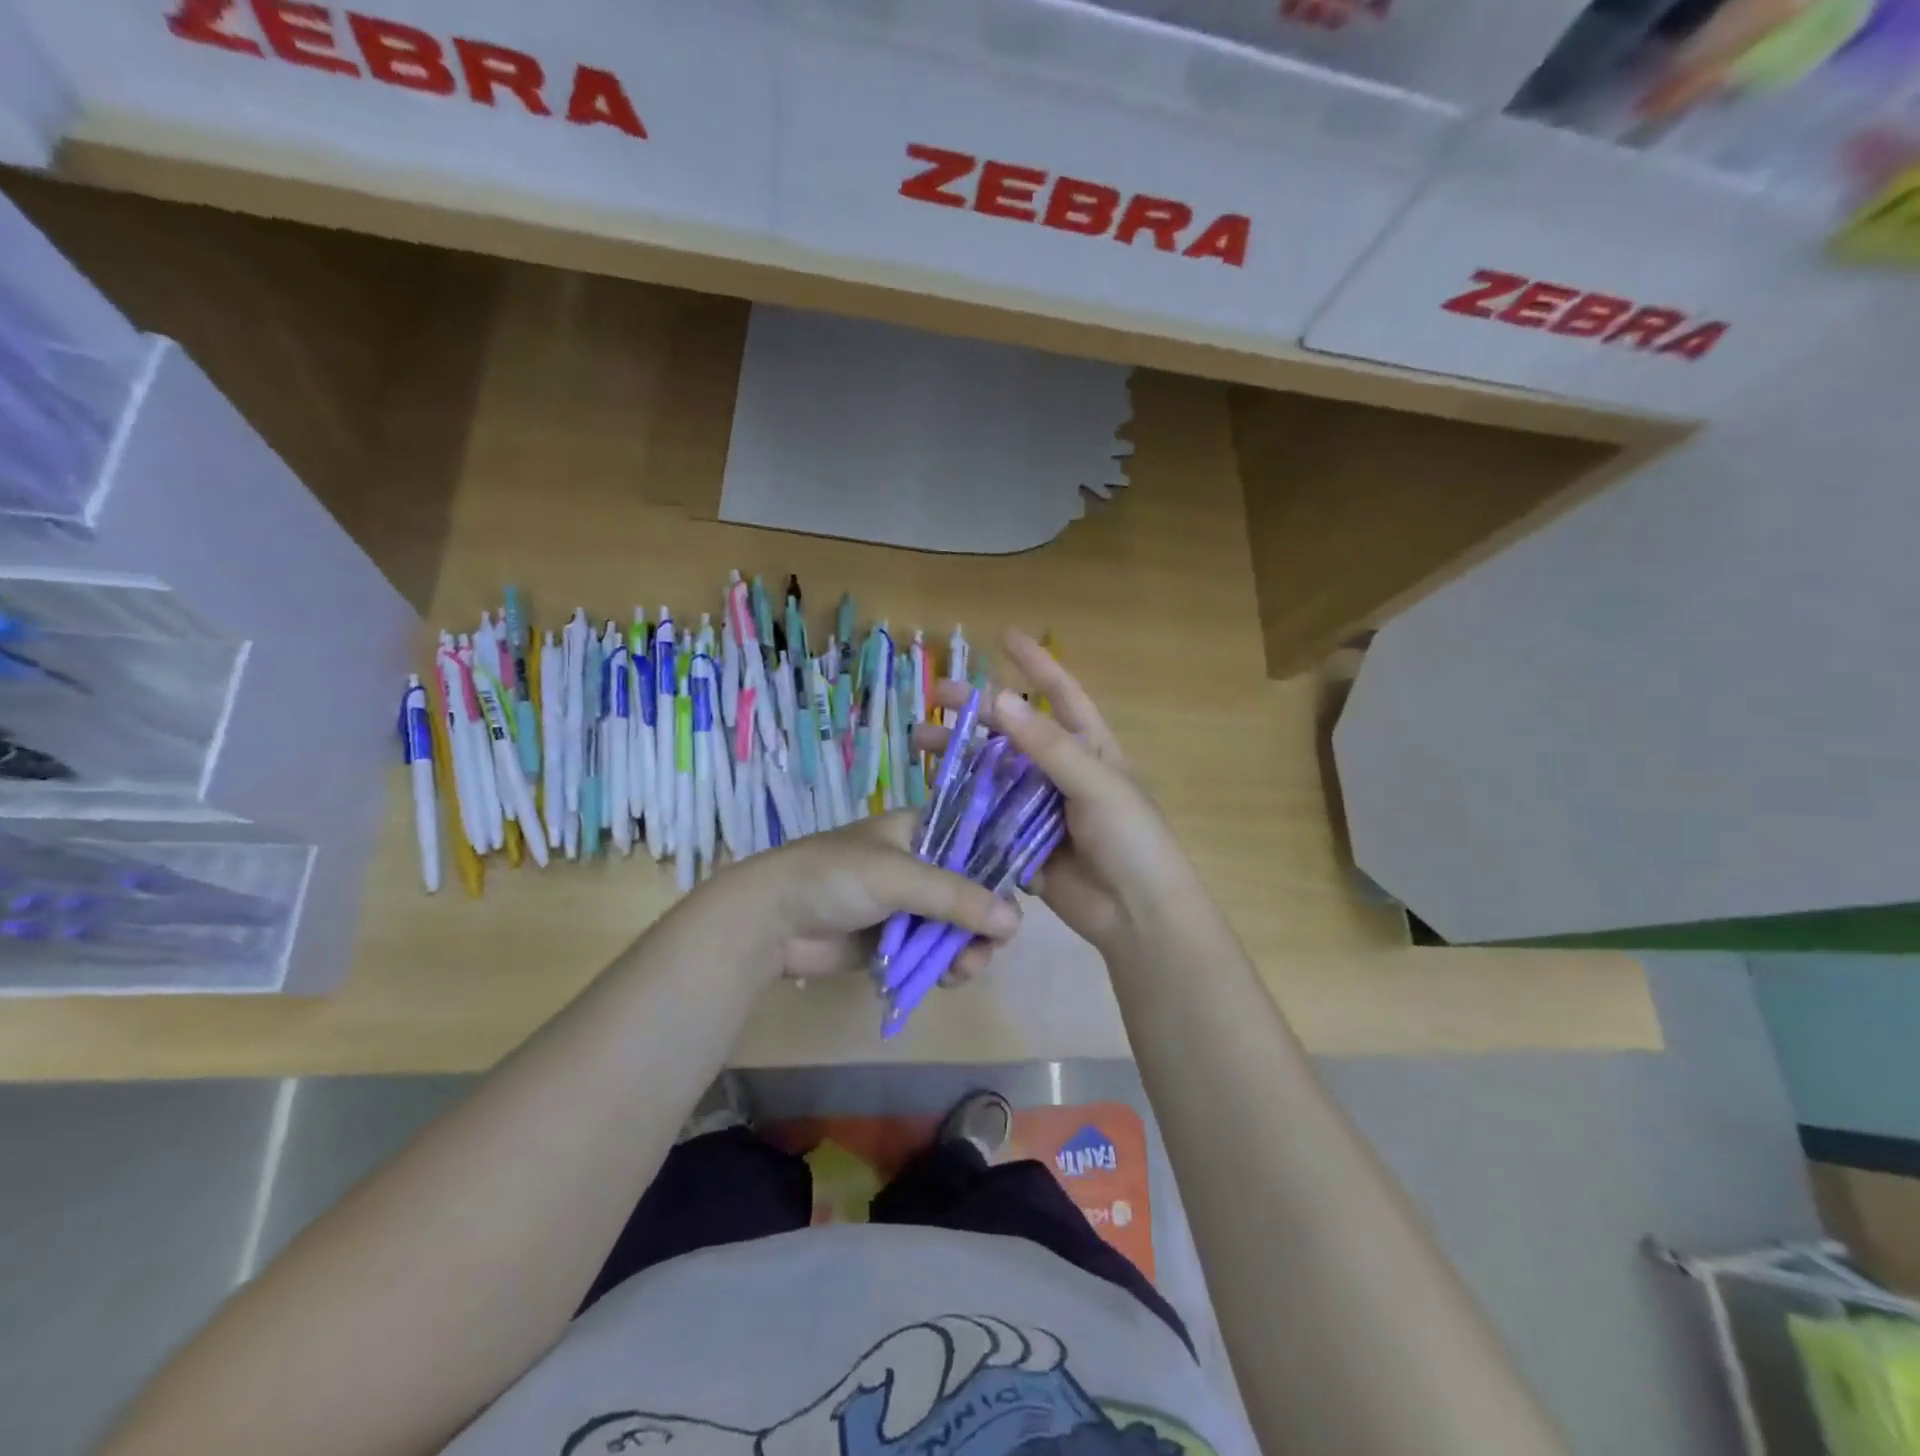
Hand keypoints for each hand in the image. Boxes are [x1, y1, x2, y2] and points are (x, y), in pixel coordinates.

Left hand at [724, 811, 1021, 982]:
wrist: (770, 920)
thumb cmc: (834, 877)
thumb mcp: (898, 877)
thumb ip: (956, 897)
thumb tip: (1016, 921)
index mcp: (918, 830)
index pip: (974, 841)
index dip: (998, 868)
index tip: (1018, 897)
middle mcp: (918, 863)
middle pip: (970, 890)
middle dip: (984, 920)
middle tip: (992, 947)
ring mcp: (905, 904)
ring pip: (954, 925)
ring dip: (967, 948)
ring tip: (966, 970)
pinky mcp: (893, 940)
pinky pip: (931, 951)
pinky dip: (944, 964)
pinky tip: (948, 978)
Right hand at [913, 629, 1197, 956]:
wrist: (1138, 915)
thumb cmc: (1131, 839)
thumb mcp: (1097, 784)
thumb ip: (1048, 745)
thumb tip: (998, 699)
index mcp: (1089, 748)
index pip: (1061, 694)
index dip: (1034, 663)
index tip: (1004, 635)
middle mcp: (1062, 772)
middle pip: (1012, 733)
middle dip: (974, 713)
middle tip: (932, 699)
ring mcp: (1040, 808)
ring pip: (993, 774)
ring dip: (959, 758)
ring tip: (920, 746)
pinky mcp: (1022, 842)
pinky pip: (988, 817)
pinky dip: (964, 805)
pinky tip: (932, 795)